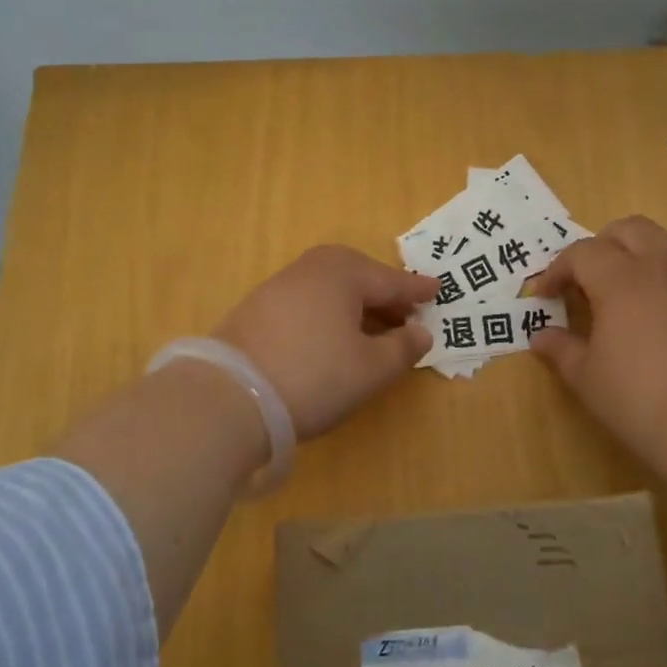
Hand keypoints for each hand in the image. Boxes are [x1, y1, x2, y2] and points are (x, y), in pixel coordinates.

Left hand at [213, 245, 437, 440]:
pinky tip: (331, 339)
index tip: (437, 290)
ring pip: (329, 289)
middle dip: (383, 294)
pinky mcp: (255, 311)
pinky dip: (328, 314)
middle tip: (406, 313)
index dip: (416, 290)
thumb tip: (420, 332)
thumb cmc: (314, 376)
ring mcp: (277, 288)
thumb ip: (403, 348)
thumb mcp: (371, 369)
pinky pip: (307, 303)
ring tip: (372, 330)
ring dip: (355, 306)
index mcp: (343, 273)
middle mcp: (309, 269)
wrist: (228, 397)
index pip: (390, 280)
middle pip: (357, 276)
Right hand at [528, 217, 666, 491]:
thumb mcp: (587, 379)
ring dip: (643, 250)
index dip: (557, 270)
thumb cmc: (642, 402)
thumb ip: (561, 350)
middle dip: (601, 245)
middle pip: (630, 229)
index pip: (582, 253)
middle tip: (587, 279)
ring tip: (630, 282)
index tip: (544, 295)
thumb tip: (540, 337)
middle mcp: (663, 267)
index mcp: (621, 280)